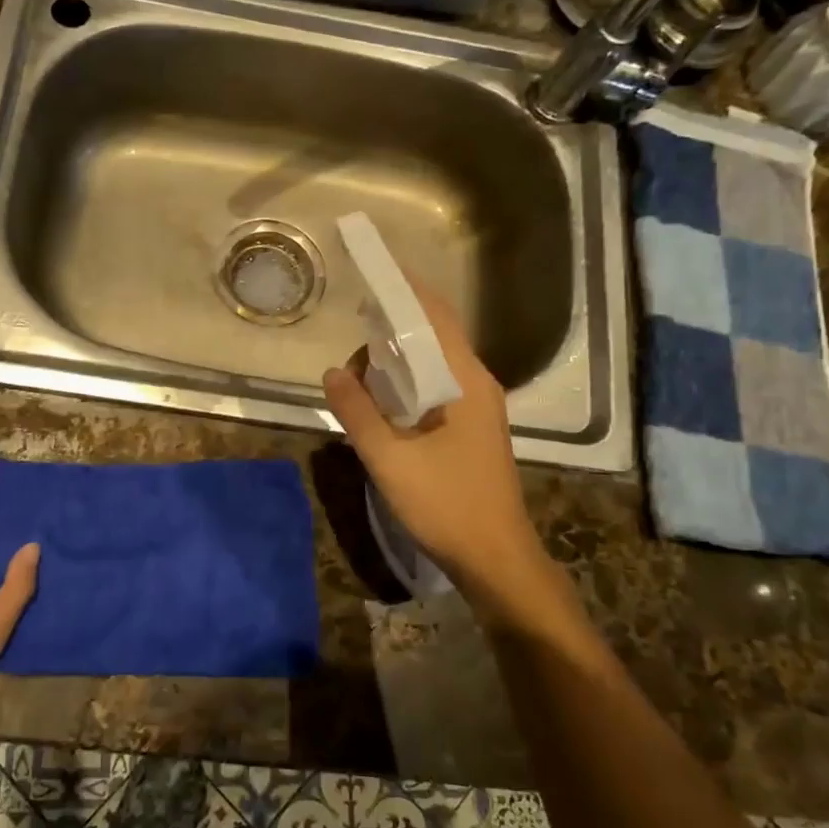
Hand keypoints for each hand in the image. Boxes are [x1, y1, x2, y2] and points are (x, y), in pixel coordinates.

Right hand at [322, 278, 545, 590]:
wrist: (495, 559)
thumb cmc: (445, 504)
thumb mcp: (389, 458)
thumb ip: (358, 411)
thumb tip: (333, 371)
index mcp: (465, 381)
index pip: (435, 316)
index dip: (405, 289)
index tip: (374, 268)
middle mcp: (477, 385)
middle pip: (436, 335)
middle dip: (396, 322)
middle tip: (355, 321)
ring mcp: (478, 408)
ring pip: (436, 363)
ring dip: (400, 354)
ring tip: (361, 360)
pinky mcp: (472, 429)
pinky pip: (437, 387)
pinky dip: (409, 379)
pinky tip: (383, 396)